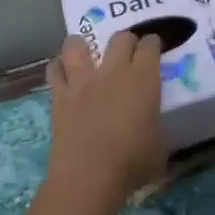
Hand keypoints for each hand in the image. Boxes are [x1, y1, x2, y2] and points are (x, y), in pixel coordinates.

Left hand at [45, 32, 166, 208]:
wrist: (89, 177)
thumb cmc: (132, 163)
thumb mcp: (160, 146)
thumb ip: (157, 127)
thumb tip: (153, 128)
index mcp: (144, 79)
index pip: (150, 46)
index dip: (153, 44)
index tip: (154, 48)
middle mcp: (113, 71)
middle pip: (120, 38)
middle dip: (127, 40)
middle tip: (129, 52)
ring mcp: (83, 81)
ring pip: (77, 44)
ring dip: (83, 45)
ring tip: (86, 53)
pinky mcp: (60, 96)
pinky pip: (54, 70)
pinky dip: (58, 68)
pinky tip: (63, 75)